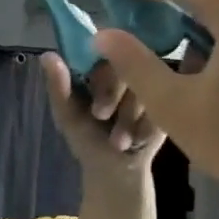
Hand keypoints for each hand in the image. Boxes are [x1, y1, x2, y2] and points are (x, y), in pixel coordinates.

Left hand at [41, 53, 164, 171]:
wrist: (116, 169)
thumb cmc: (87, 139)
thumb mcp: (68, 116)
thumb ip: (58, 87)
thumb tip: (47, 55)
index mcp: (99, 65)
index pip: (103, 49)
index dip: (101, 75)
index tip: (94, 104)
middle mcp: (127, 66)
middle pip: (126, 63)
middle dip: (112, 95)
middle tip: (102, 118)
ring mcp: (151, 81)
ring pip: (146, 84)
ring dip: (130, 116)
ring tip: (120, 140)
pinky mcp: (170, 100)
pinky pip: (164, 103)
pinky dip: (147, 124)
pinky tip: (138, 139)